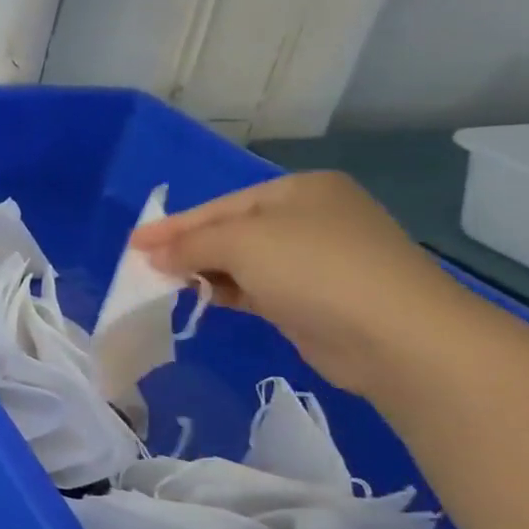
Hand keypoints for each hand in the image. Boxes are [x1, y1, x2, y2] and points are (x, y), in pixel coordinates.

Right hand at [130, 171, 476, 397]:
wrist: (397, 338)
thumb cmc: (314, 270)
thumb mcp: (241, 243)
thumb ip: (190, 245)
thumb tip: (152, 256)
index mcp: (299, 190)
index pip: (220, 205)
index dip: (173, 225)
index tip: (132, 243)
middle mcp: (310, 219)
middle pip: (231, 231)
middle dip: (187, 248)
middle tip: (143, 266)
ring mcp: (317, 261)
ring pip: (243, 262)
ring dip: (204, 273)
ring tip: (164, 285)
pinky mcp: (316, 300)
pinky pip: (258, 288)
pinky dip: (228, 292)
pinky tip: (204, 300)